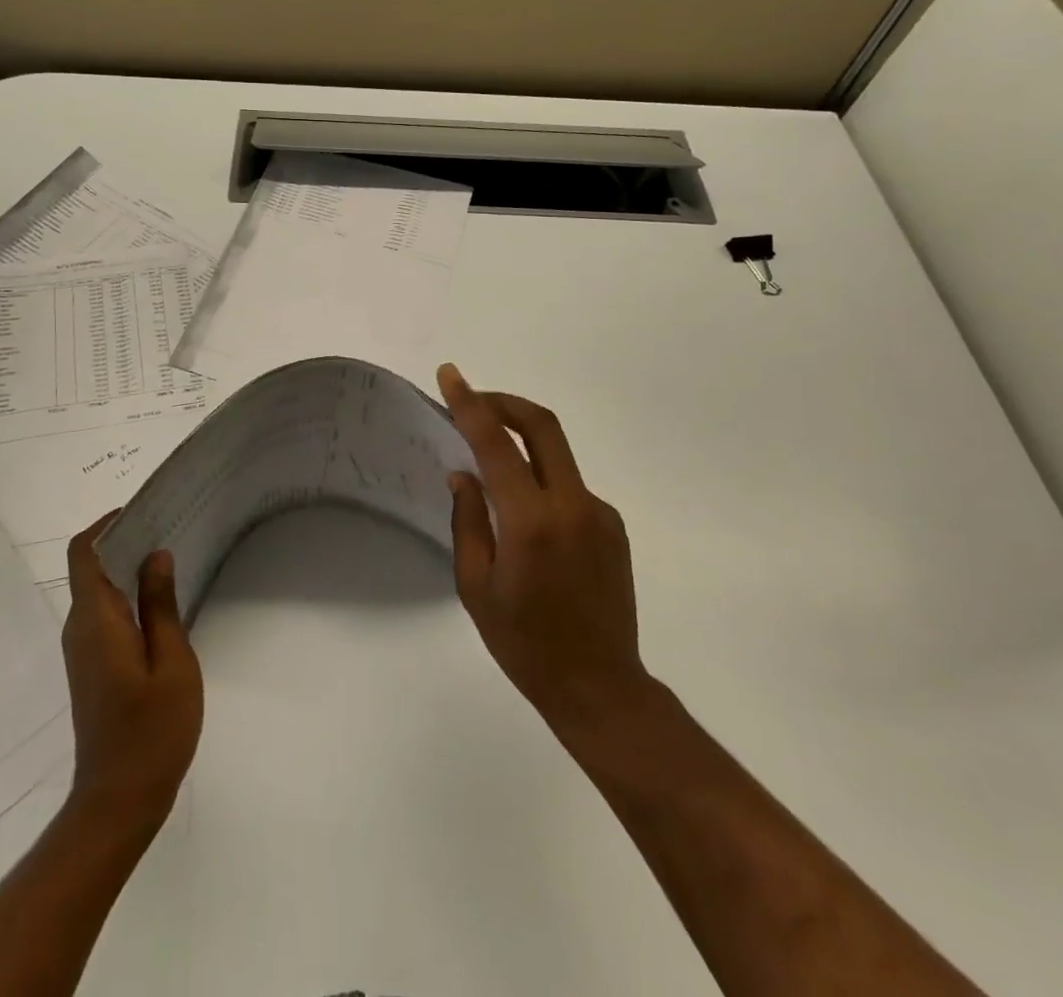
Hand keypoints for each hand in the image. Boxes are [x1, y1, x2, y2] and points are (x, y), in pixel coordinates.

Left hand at [61, 515, 202, 831]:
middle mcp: (79, 629)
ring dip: (127, 570)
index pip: (83, 553)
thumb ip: (161, 604)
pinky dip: (127, 597)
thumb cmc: (151, 730)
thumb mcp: (171, 661)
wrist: (119, 801)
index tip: (143, 511)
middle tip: (169, 527)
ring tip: (171, 558)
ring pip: (98, 592)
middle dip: (124, 541)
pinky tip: (162, 602)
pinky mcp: (91, 668)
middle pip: (90, 568)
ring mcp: (83, 651)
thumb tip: (155, 555)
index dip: (105, 524)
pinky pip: (104, 615)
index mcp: (95, 620)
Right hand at [438, 364, 650, 739]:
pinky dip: (540, 480)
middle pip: (542, 425)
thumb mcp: (476, 586)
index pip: (495, 443)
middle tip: (473, 399)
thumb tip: (463, 474)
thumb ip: (468, 521)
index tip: (450, 375)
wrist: (601, 687)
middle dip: (504, 401)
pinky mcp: (612, 525)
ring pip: (555, 454)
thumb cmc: (525, 644)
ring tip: (490, 467)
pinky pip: (568, 486)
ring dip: (521, 443)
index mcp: (530, 522)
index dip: (470, 402)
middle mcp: (571, 505)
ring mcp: (598, 513)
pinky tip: (525, 517)